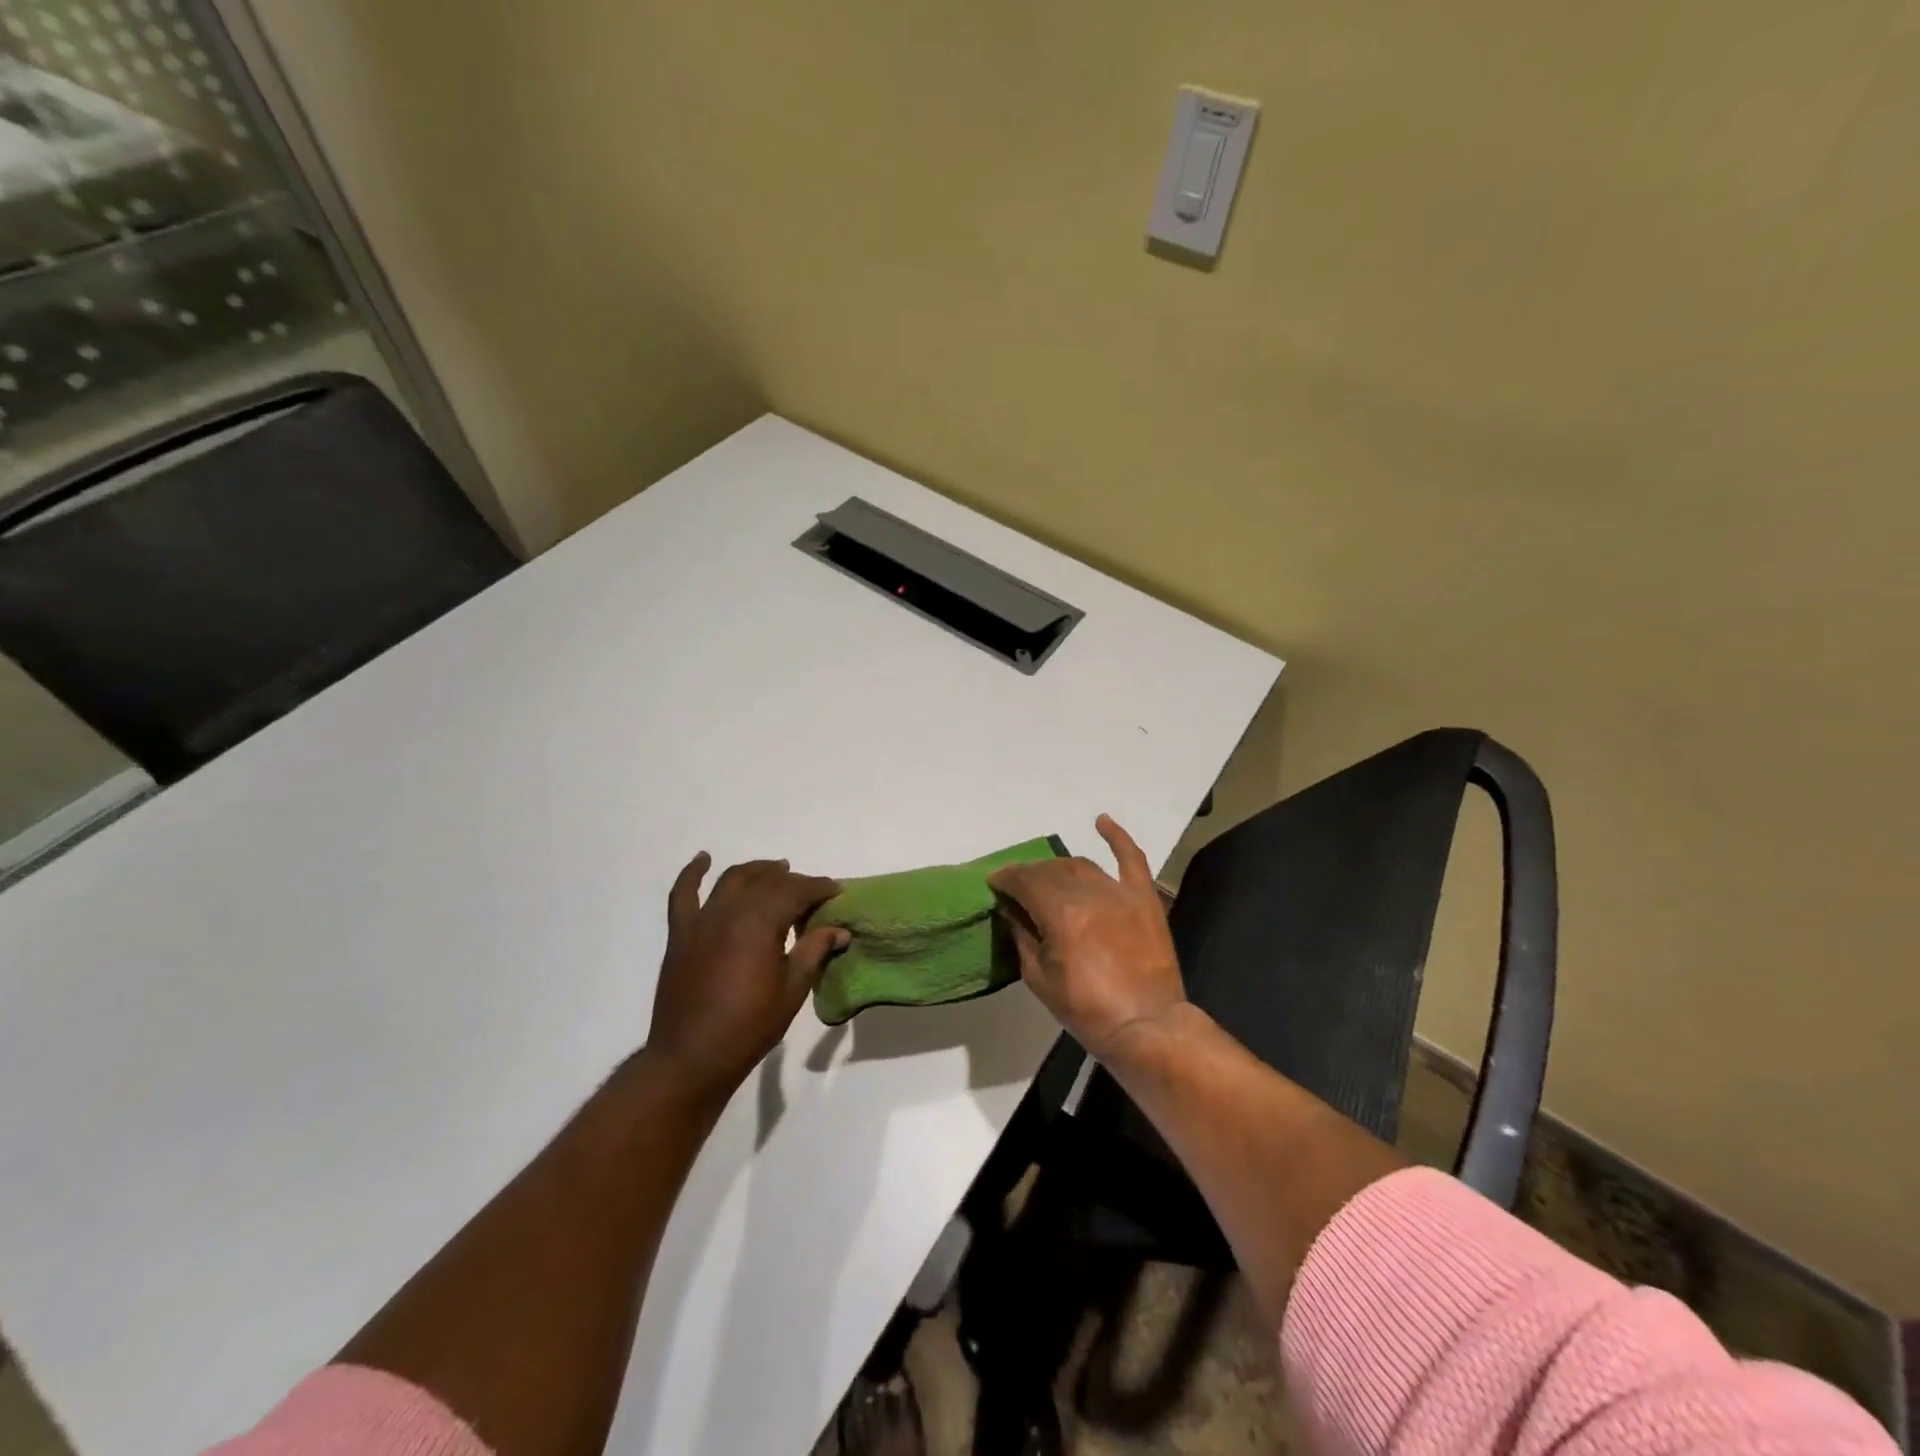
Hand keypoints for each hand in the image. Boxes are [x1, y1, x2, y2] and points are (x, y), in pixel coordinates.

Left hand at [645, 854, 845, 1106]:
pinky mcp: (681, 934)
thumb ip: (813, 952)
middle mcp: (730, 911)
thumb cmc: (748, 1027)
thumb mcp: (792, 990)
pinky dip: (692, 873)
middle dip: (794, 881)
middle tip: (812, 891)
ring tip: (776, 868)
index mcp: (760, 923)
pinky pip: (683, 895)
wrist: (690, 1058)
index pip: (796, 891)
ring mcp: (701, 920)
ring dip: (757, 870)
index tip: (836, 892)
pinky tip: (703, 859)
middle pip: (767, 882)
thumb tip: (839, 930)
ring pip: (733, 880)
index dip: (819, 888)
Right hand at [987, 815, 1188, 1065]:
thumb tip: (1011, 910)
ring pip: (1080, 865)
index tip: (994, 884)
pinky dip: (1117, 837)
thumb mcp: (1039, 978)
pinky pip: (1131, 858)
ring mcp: (1119, 892)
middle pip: (1050, 871)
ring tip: (1046, 877)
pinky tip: (1101, 821)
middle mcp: (1088, 893)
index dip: (1005, 879)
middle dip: (1028, 876)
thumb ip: (1022, 936)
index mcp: (1060, 913)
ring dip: (1058, 867)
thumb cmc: (1087, 1010)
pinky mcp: (1143, 898)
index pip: (1024, 881)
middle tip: (1018, 888)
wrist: (1147, 1026)